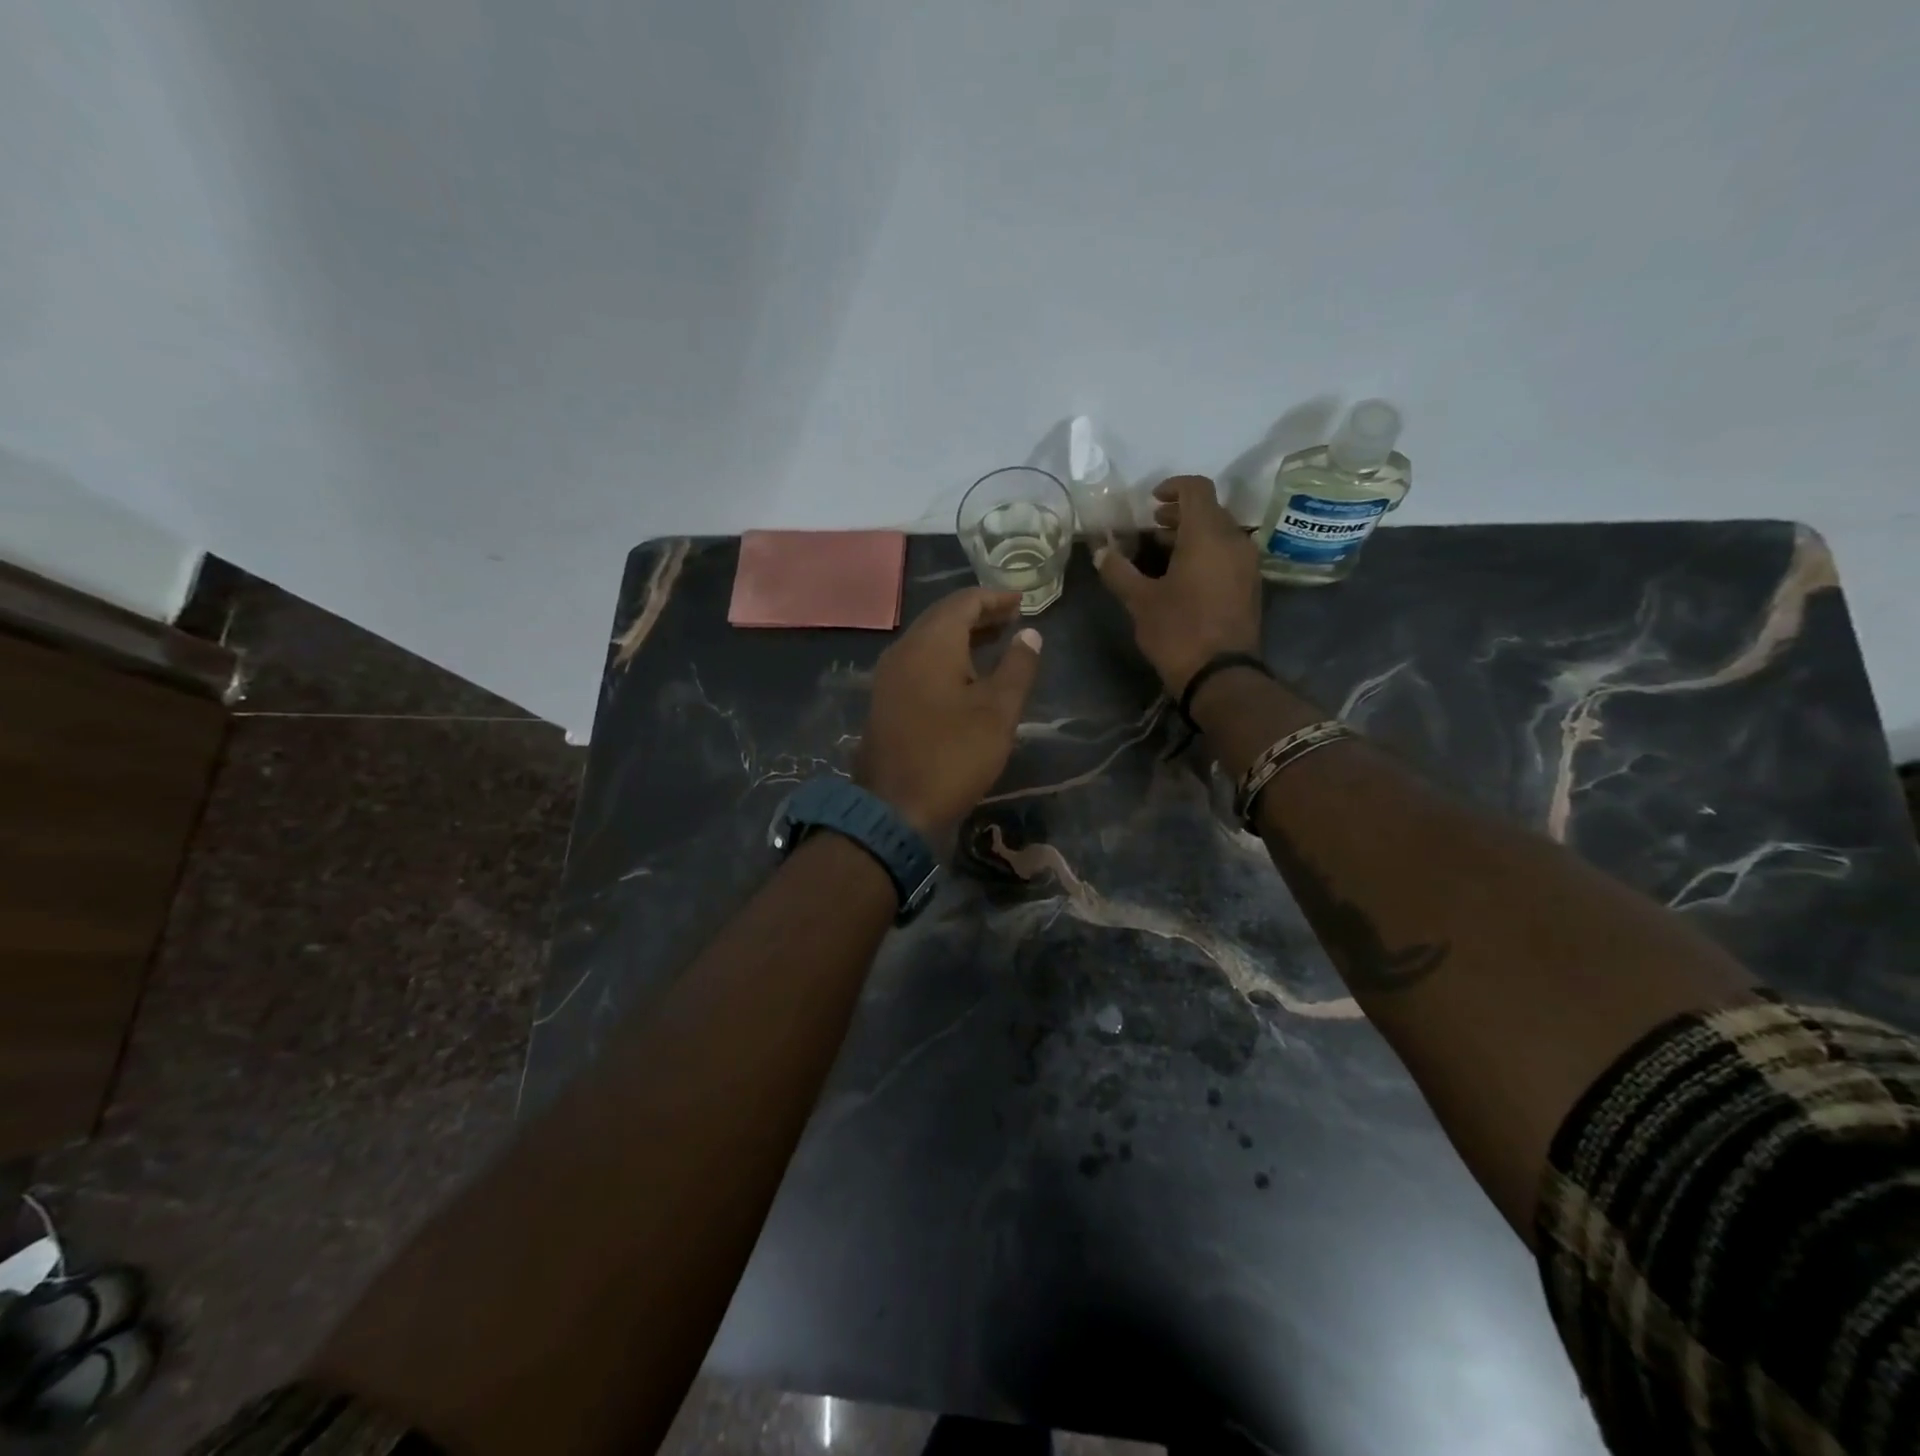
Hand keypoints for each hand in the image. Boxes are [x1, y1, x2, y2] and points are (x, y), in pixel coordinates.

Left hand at [856, 588, 1042, 839]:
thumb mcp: (997, 712)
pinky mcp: (885, 699)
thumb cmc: (953, 755)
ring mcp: (889, 675)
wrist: (893, 807)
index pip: (964, 601)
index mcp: (931, 643)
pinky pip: (918, 662)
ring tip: (995, 643)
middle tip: (1012, 619)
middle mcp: (904, 649)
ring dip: (961, 636)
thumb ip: (1017, 667)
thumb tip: (1030, 633)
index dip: (996, 598)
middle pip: (943, 617)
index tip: (1023, 601)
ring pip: (928, 640)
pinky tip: (965, 675)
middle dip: (979, 614)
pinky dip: (945, 657)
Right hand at [1096, 475, 1262, 696]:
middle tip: (1151, 528)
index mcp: (1207, 535)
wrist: (1221, 676)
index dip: (1173, 486)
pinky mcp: (1250, 585)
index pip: (1196, 488)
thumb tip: (1101, 552)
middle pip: (1209, 510)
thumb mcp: (1139, 601)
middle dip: (1179, 514)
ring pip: (1220, 533)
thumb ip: (1119, 571)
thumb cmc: (1178, 631)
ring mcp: (1247, 564)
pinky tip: (1183, 576)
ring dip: (1192, 535)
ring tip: (1162, 552)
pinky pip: (1227, 554)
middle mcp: (1234, 540)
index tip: (1151, 501)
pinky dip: (1205, 553)